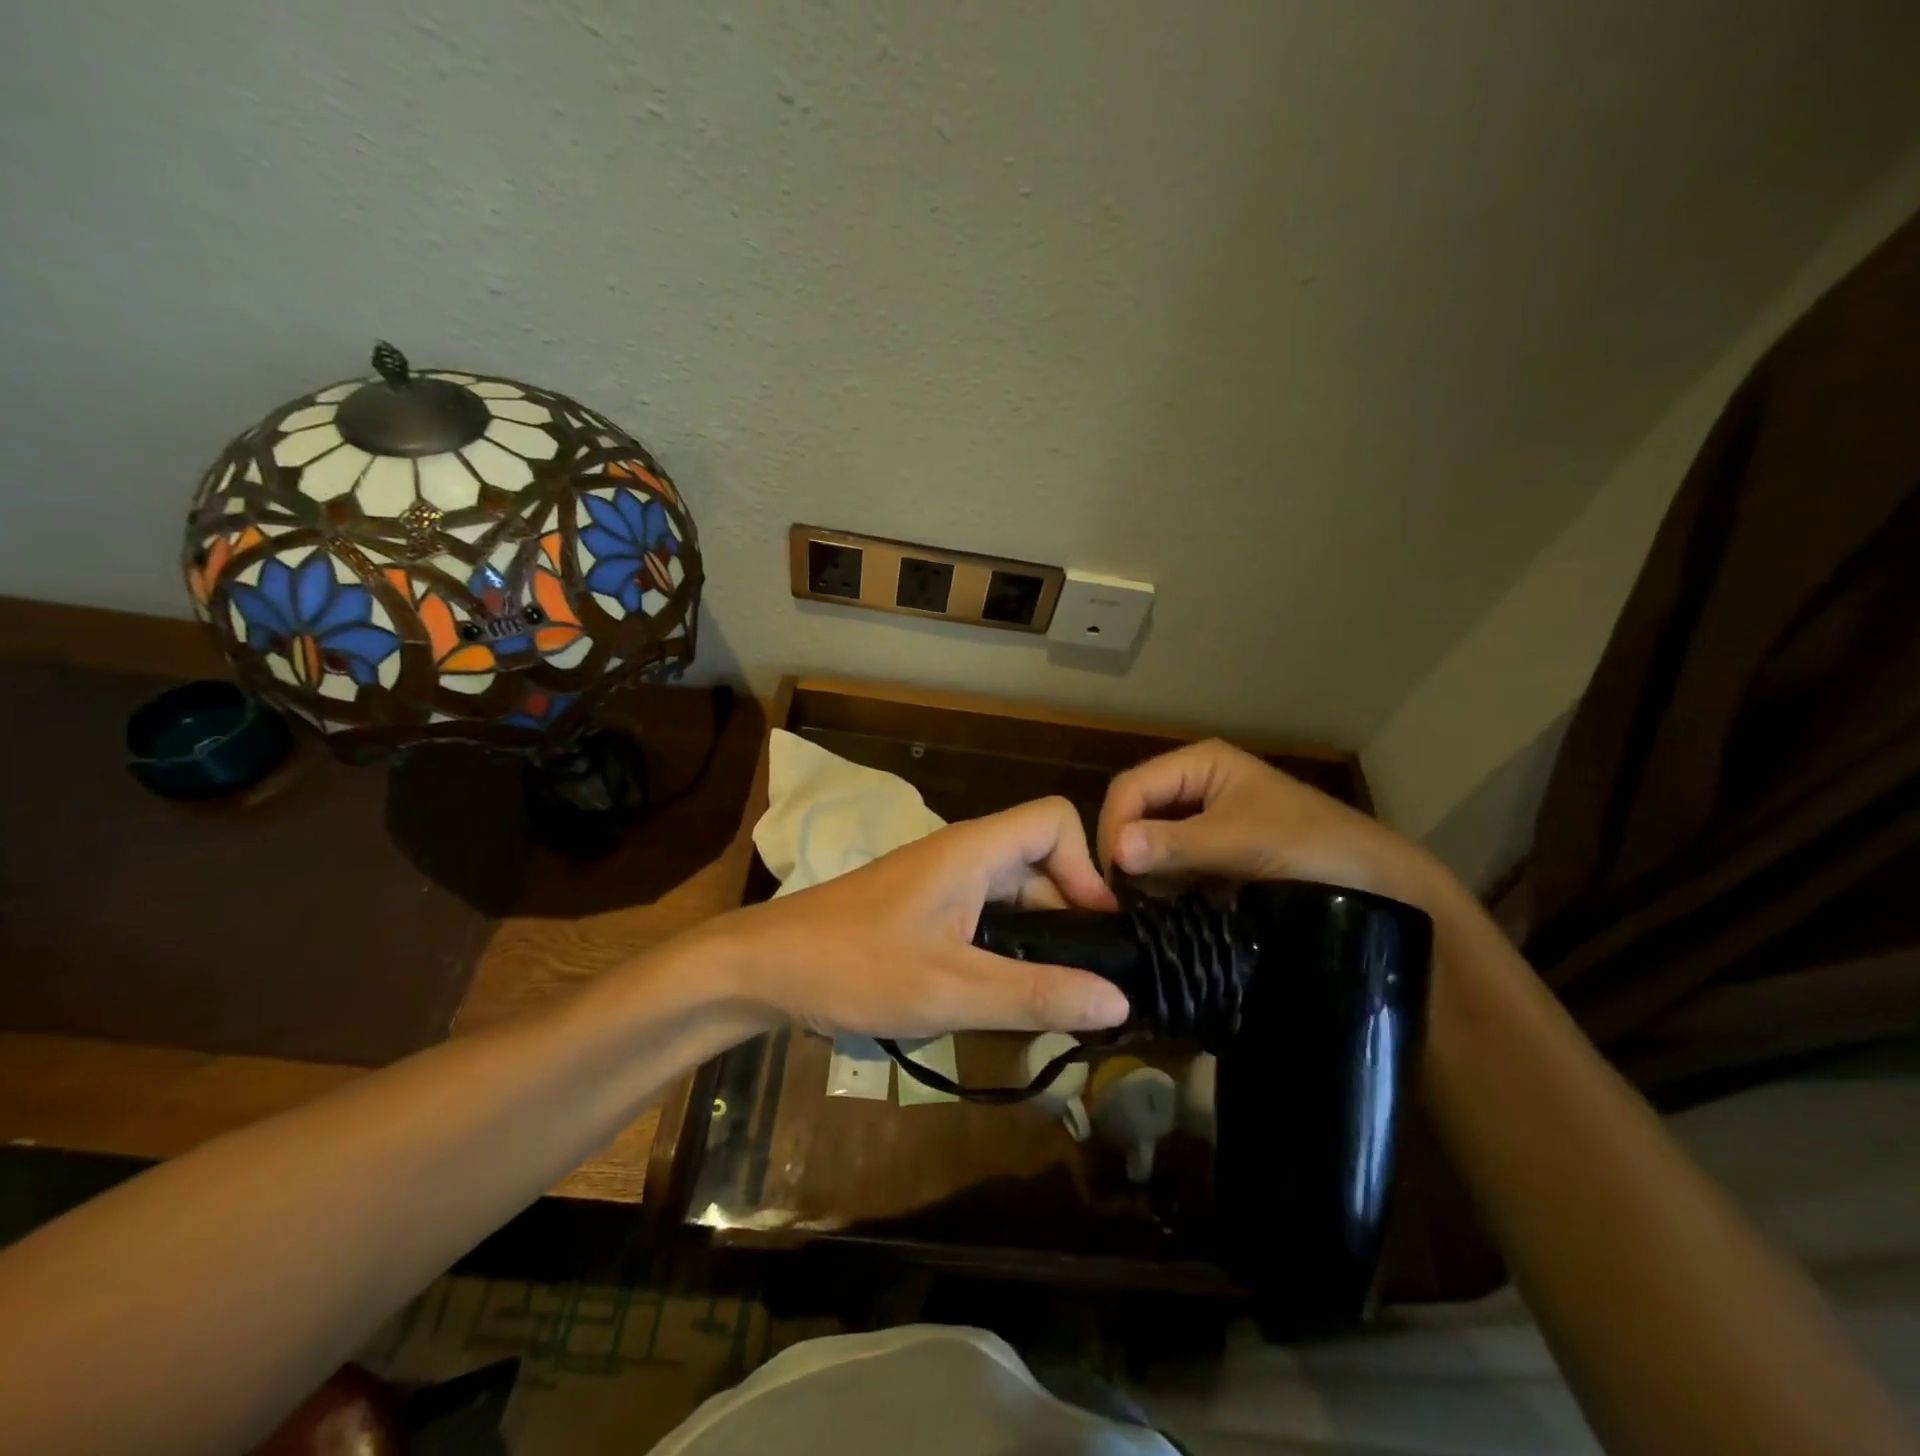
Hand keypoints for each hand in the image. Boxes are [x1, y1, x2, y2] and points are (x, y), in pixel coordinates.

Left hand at [708, 796, 1130, 1038]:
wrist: (764, 966)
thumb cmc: (854, 967)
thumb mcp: (950, 989)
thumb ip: (1035, 994)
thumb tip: (1119, 1000)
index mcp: (974, 851)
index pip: (1055, 819)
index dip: (1086, 866)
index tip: (1096, 931)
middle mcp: (962, 854)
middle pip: (1041, 859)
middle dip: (1069, 913)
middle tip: (1080, 983)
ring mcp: (940, 880)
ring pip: (1013, 891)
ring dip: (1037, 936)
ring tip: (1046, 997)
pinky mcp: (923, 907)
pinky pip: (984, 913)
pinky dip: (1004, 945)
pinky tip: (998, 993)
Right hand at [1097, 739, 1459, 912]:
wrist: (1380, 886)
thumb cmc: (1312, 847)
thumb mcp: (1240, 841)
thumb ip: (1176, 844)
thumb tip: (1116, 851)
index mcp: (1200, 764)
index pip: (1131, 788)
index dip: (1114, 827)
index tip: (1113, 878)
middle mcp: (1196, 785)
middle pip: (1136, 813)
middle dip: (1127, 852)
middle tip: (1125, 900)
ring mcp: (1205, 821)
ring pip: (1150, 843)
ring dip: (1144, 873)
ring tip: (1146, 909)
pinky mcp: (1214, 854)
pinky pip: (1172, 865)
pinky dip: (1164, 886)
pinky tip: (1167, 910)